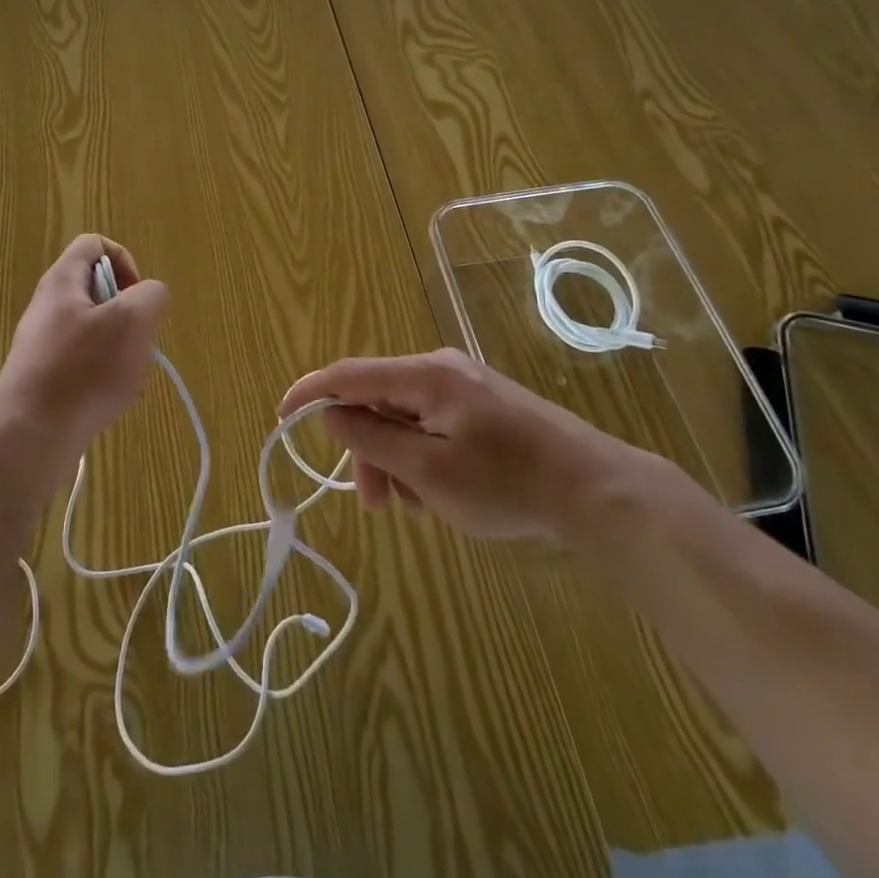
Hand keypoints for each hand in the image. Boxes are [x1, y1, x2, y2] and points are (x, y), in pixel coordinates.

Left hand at [0, 235, 169, 491]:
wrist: (29, 437)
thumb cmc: (83, 370)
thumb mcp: (133, 320)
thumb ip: (152, 295)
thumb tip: (150, 297)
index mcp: (62, 281)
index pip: (94, 244)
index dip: (125, 261)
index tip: (138, 297)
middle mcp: (48, 307)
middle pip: (100, 293)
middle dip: (130, 316)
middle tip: (136, 342)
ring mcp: (43, 345)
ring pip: (97, 333)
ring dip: (122, 352)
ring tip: (126, 379)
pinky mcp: (44, 379)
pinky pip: (84, 365)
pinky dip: (105, 378)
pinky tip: (110, 402)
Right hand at [278, 347, 648, 544]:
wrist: (598, 491)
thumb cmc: (508, 483)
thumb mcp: (429, 471)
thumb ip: (372, 439)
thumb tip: (330, 413)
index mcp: (425, 375)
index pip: (348, 374)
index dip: (309, 392)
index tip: (280, 417)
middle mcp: (441, 369)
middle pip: (378, 402)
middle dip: (367, 451)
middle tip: (377, 504)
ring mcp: (465, 386)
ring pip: (405, 418)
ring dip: (397, 460)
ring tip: (420, 508)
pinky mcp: (483, 406)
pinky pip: (432, 425)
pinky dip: (423, 457)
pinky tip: (443, 493)